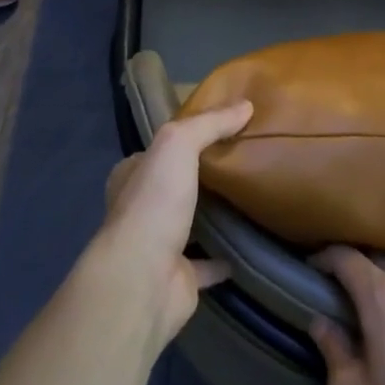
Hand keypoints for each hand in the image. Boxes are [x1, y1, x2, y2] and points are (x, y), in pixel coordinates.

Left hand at [97, 101, 252, 346]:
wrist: (144, 280)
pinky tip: (253, 246)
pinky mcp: (180, 278)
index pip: (157, 151)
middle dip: (201, 178)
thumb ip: (208, 124)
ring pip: (191, 224)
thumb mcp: (177, 145)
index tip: (220, 132)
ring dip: (214, 217)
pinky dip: (227, 257)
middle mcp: (141, 210)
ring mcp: (159, 246)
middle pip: (175, 187)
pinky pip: (209, 263)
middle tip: (244, 163)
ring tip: (253, 199)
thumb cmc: (153, 205)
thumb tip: (246, 105)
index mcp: (131, 177)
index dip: (185, 140)